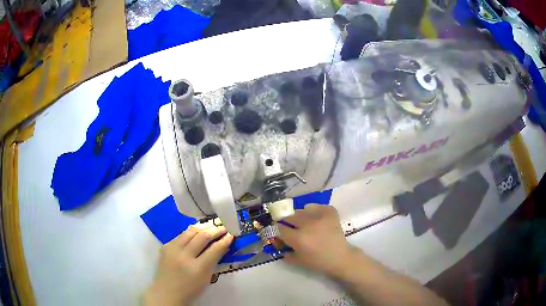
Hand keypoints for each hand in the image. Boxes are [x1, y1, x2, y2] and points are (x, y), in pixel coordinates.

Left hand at [144, 223, 233, 305]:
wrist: (166, 292)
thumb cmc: (190, 289)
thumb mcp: (206, 278)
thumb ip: (214, 261)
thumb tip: (223, 245)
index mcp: (197, 268)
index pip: (214, 249)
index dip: (224, 240)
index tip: (231, 235)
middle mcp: (184, 256)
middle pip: (202, 236)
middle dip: (215, 230)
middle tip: (224, 227)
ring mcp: (173, 249)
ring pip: (191, 231)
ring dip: (204, 227)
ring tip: (212, 226)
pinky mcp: (166, 245)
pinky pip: (181, 234)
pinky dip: (192, 232)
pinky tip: (198, 231)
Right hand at [278, 204, 357, 277]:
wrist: (340, 257)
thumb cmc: (318, 262)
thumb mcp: (297, 260)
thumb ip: (284, 251)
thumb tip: (276, 241)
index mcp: (298, 238)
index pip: (281, 228)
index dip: (279, 230)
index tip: (281, 231)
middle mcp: (307, 225)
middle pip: (290, 216)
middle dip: (288, 221)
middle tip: (292, 227)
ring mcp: (320, 217)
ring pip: (302, 210)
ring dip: (300, 216)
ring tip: (305, 222)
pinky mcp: (330, 212)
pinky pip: (317, 206)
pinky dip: (314, 210)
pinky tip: (315, 217)